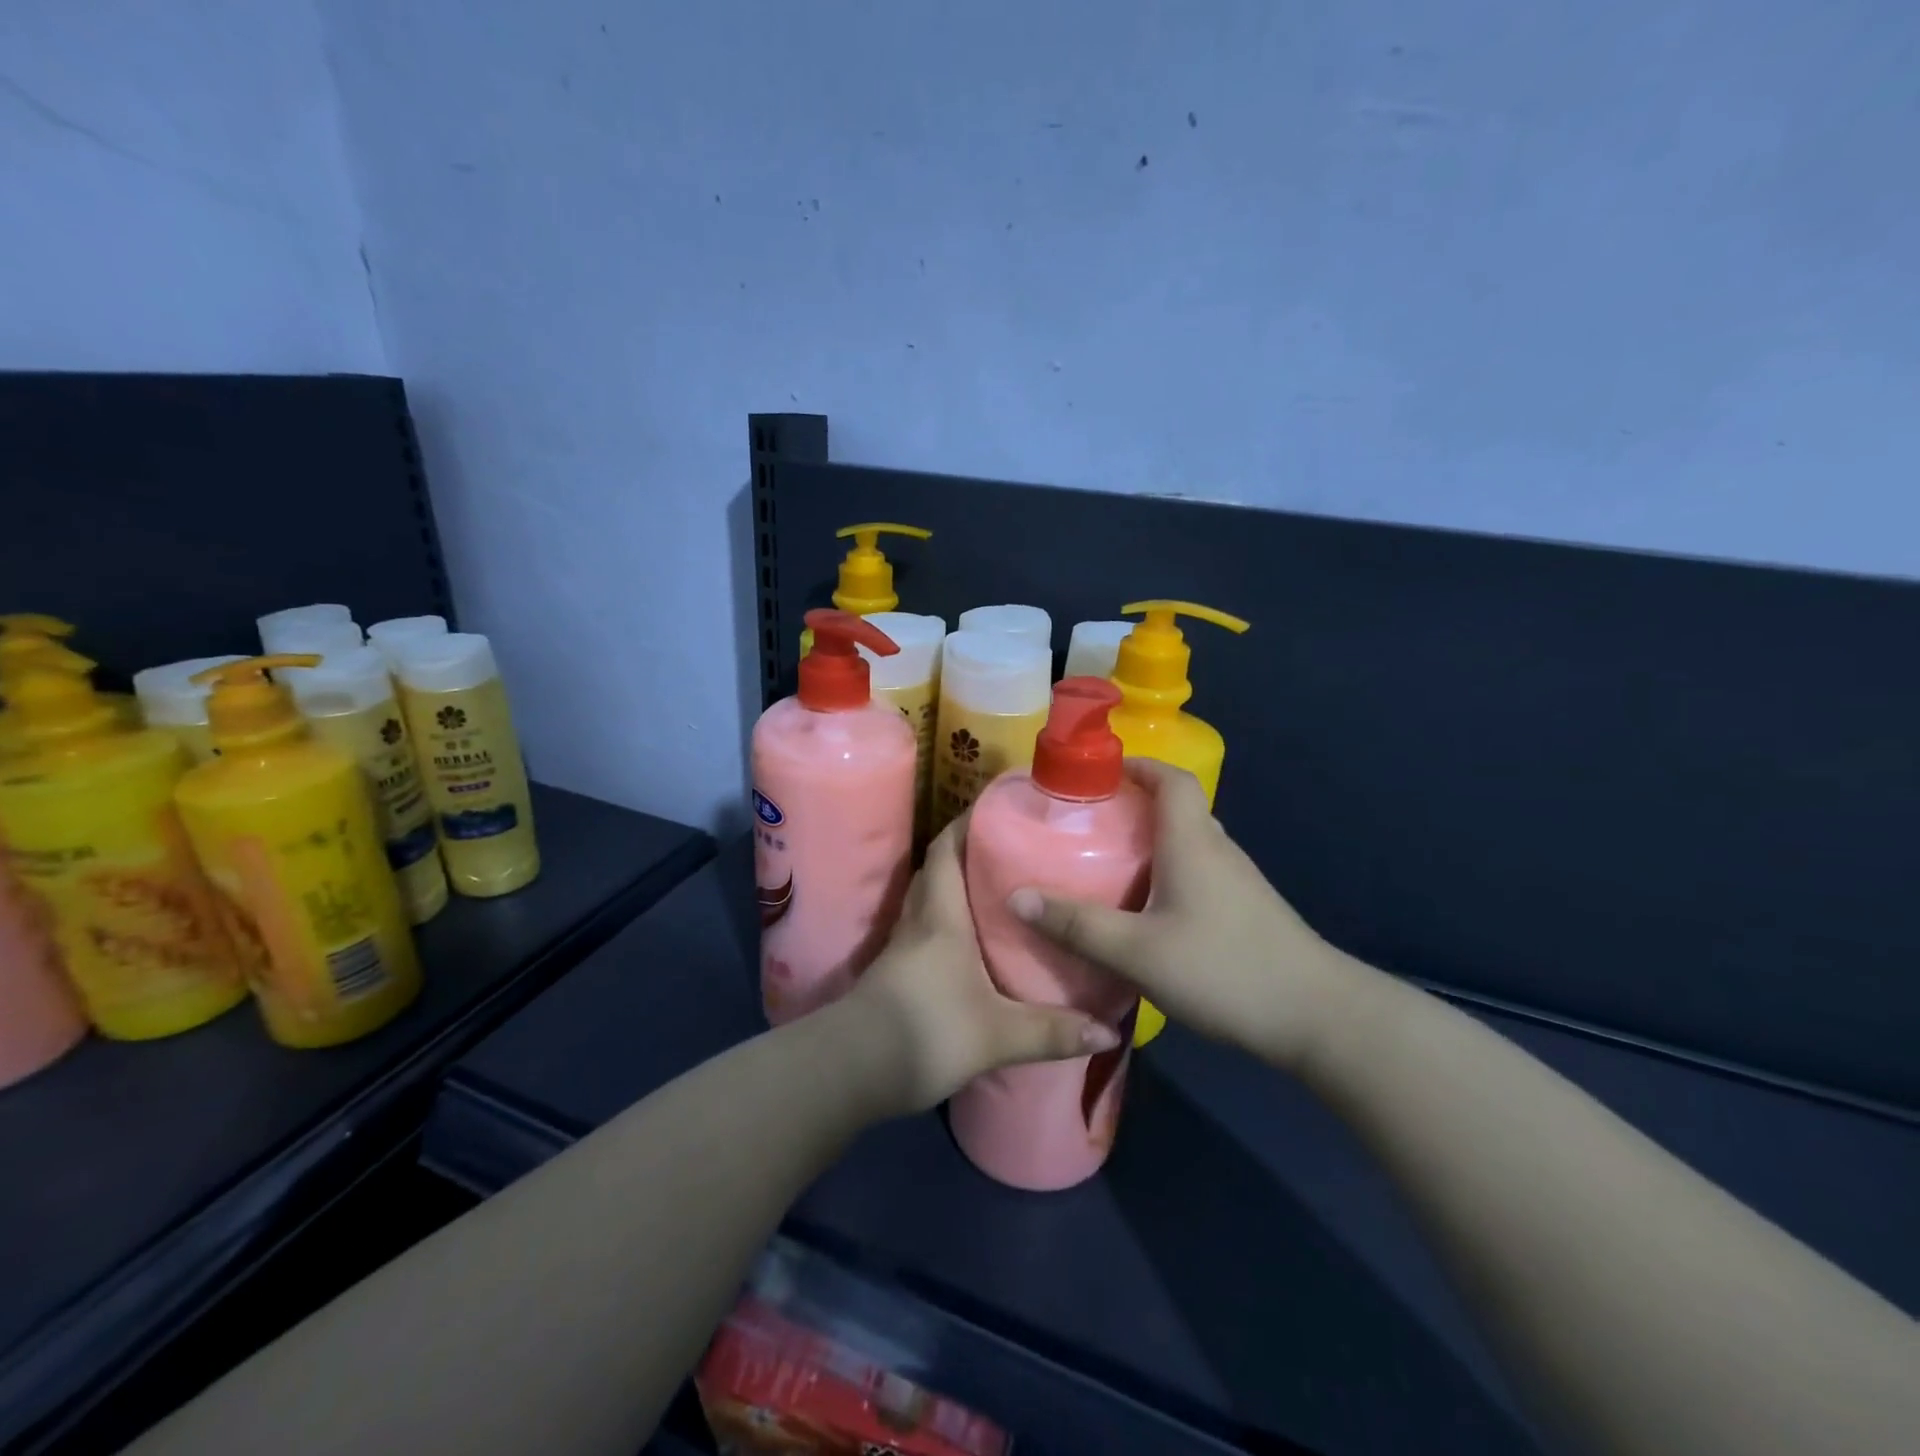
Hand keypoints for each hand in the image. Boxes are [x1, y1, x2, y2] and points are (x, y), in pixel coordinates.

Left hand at [845, 815, 1121, 1113]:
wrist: (853, 1068)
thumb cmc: (927, 1031)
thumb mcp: (998, 1035)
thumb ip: (1053, 1032)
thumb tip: (1109, 1031)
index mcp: (941, 916)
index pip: (945, 851)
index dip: (964, 825)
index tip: (994, 811)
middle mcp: (918, 921)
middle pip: (935, 870)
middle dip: (965, 853)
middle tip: (1006, 850)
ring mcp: (901, 948)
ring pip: (927, 901)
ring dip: (953, 887)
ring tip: (995, 890)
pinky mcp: (894, 974)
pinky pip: (923, 930)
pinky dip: (944, 923)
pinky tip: (968, 944)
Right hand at [1009, 759, 1359, 1073]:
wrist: (1318, 1017)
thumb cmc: (1224, 969)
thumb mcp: (1138, 951)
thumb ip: (1077, 925)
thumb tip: (1016, 897)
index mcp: (1192, 842)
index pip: (1171, 779)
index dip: (1138, 764)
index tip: (1099, 770)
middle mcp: (1218, 850)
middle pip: (1178, 808)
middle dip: (1135, 804)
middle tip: (1090, 822)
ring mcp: (1238, 881)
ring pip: (1189, 842)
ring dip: (1152, 840)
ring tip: (1109, 862)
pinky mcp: (1247, 910)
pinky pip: (1200, 871)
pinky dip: (1169, 870)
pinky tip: (1148, 908)